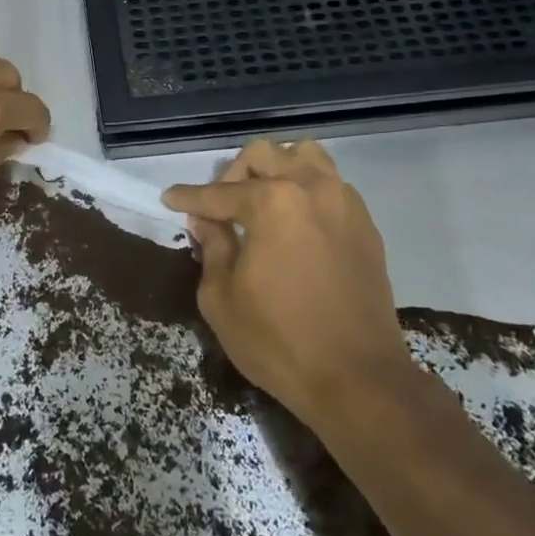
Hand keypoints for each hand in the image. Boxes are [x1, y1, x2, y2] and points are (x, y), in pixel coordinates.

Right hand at [164, 140, 408, 427]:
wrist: (359, 380)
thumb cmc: (279, 342)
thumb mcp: (221, 299)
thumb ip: (212, 248)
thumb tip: (207, 222)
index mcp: (272, 203)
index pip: (218, 193)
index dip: (188, 198)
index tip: (169, 199)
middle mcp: (310, 188)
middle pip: (263, 155)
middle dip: (233, 175)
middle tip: (220, 209)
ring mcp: (344, 203)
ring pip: (305, 156)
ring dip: (276, 170)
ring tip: (260, 203)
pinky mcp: (364, 225)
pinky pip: (330, 184)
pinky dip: (306, 189)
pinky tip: (293, 223)